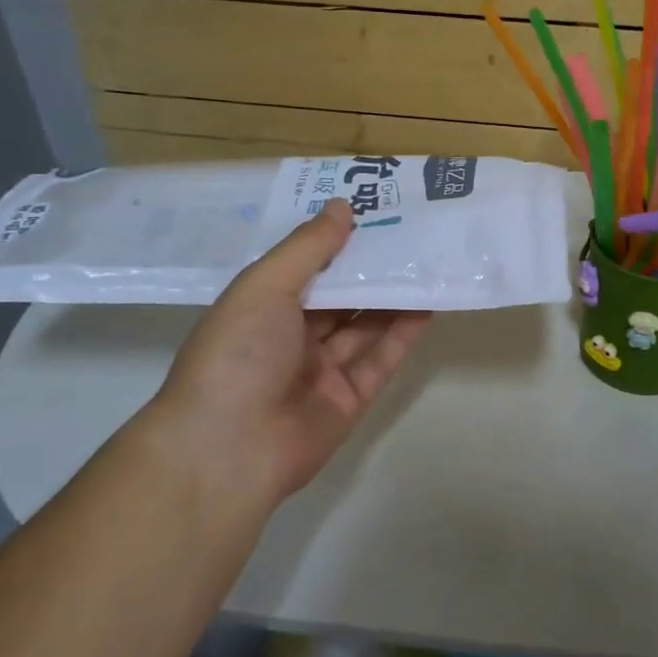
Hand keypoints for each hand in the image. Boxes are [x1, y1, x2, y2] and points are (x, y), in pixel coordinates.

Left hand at [138, 200, 431, 501]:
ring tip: (428, 262)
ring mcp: (321, 371)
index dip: (337, 240)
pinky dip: (403, 334)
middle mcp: (291, 337)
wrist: (229, 450)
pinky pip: (380, 360)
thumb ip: (308, 247)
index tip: (373, 210)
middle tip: (412, 232)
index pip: (306, 266)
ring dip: (393, 297)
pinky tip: (427, 305)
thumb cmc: (237, 354)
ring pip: (364, 326)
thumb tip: (342, 206)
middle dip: (371, 267)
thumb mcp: (265, 286)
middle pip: (340, 296)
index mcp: (262, 308)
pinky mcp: (349, 400)